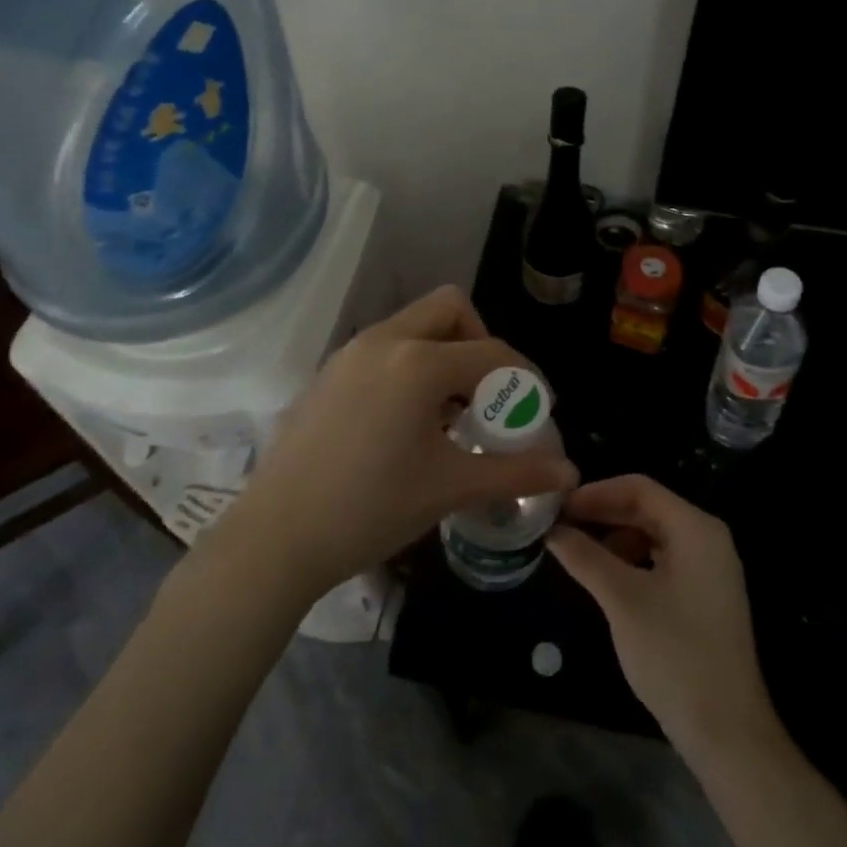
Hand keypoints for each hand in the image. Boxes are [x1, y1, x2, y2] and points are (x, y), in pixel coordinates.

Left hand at [231, 286, 578, 599]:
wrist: (276, 538)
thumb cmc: (371, 508)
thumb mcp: (450, 487)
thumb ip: (516, 473)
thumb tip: (569, 474)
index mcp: (417, 363)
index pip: (491, 351)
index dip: (525, 378)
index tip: (537, 410)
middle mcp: (383, 341)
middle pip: (449, 309)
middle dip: (479, 342)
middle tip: (488, 394)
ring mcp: (349, 354)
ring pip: (413, 326)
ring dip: (444, 354)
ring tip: (451, 414)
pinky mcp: (328, 373)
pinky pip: (385, 348)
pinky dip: (411, 366)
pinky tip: (407, 422)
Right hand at [546, 475, 780, 765]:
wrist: (727, 733)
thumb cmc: (674, 656)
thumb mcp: (622, 600)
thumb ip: (585, 557)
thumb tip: (552, 530)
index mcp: (696, 528)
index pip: (639, 488)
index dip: (595, 493)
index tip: (558, 507)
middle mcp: (707, 538)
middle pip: (647, 508)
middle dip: (602, 514)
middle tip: (560, 526)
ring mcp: (710, 568)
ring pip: (653, 534)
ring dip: (614, 537)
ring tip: (577, 553)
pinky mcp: (705, 594)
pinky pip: (662, 559)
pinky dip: (631, 560)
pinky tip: (605, 578)